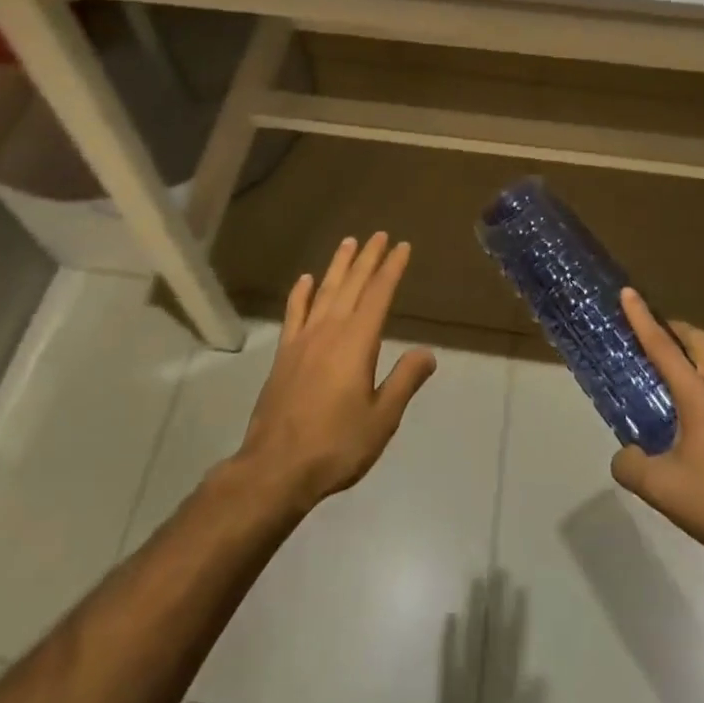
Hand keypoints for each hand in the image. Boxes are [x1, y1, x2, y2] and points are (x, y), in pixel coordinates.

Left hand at [229, 233, 436, 512]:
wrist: (276, 468)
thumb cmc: (336, 445)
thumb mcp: (382, 419)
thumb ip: (405, 381)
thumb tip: (428, 352)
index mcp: (357, 342)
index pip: (379, 295)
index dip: (392, 269)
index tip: (402, 247)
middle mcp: (330, 330)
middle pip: (352, 284)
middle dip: (368, 258)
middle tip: (379, 234)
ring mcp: (303, 339)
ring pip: (324, 291)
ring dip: (338, 266)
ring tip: (348, 242)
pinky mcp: (284, 354)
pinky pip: (294, 313)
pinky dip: (300, 294)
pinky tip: (305, 280)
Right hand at [610, 289, 703, 583]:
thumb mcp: (663, 492)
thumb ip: (632, 468)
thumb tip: (623, 455)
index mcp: (699, 396)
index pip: (662, 346)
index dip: (641, 317)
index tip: (629, 292)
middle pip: (701, 341)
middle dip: (677, 329)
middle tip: (662, 334)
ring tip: (692, 387)